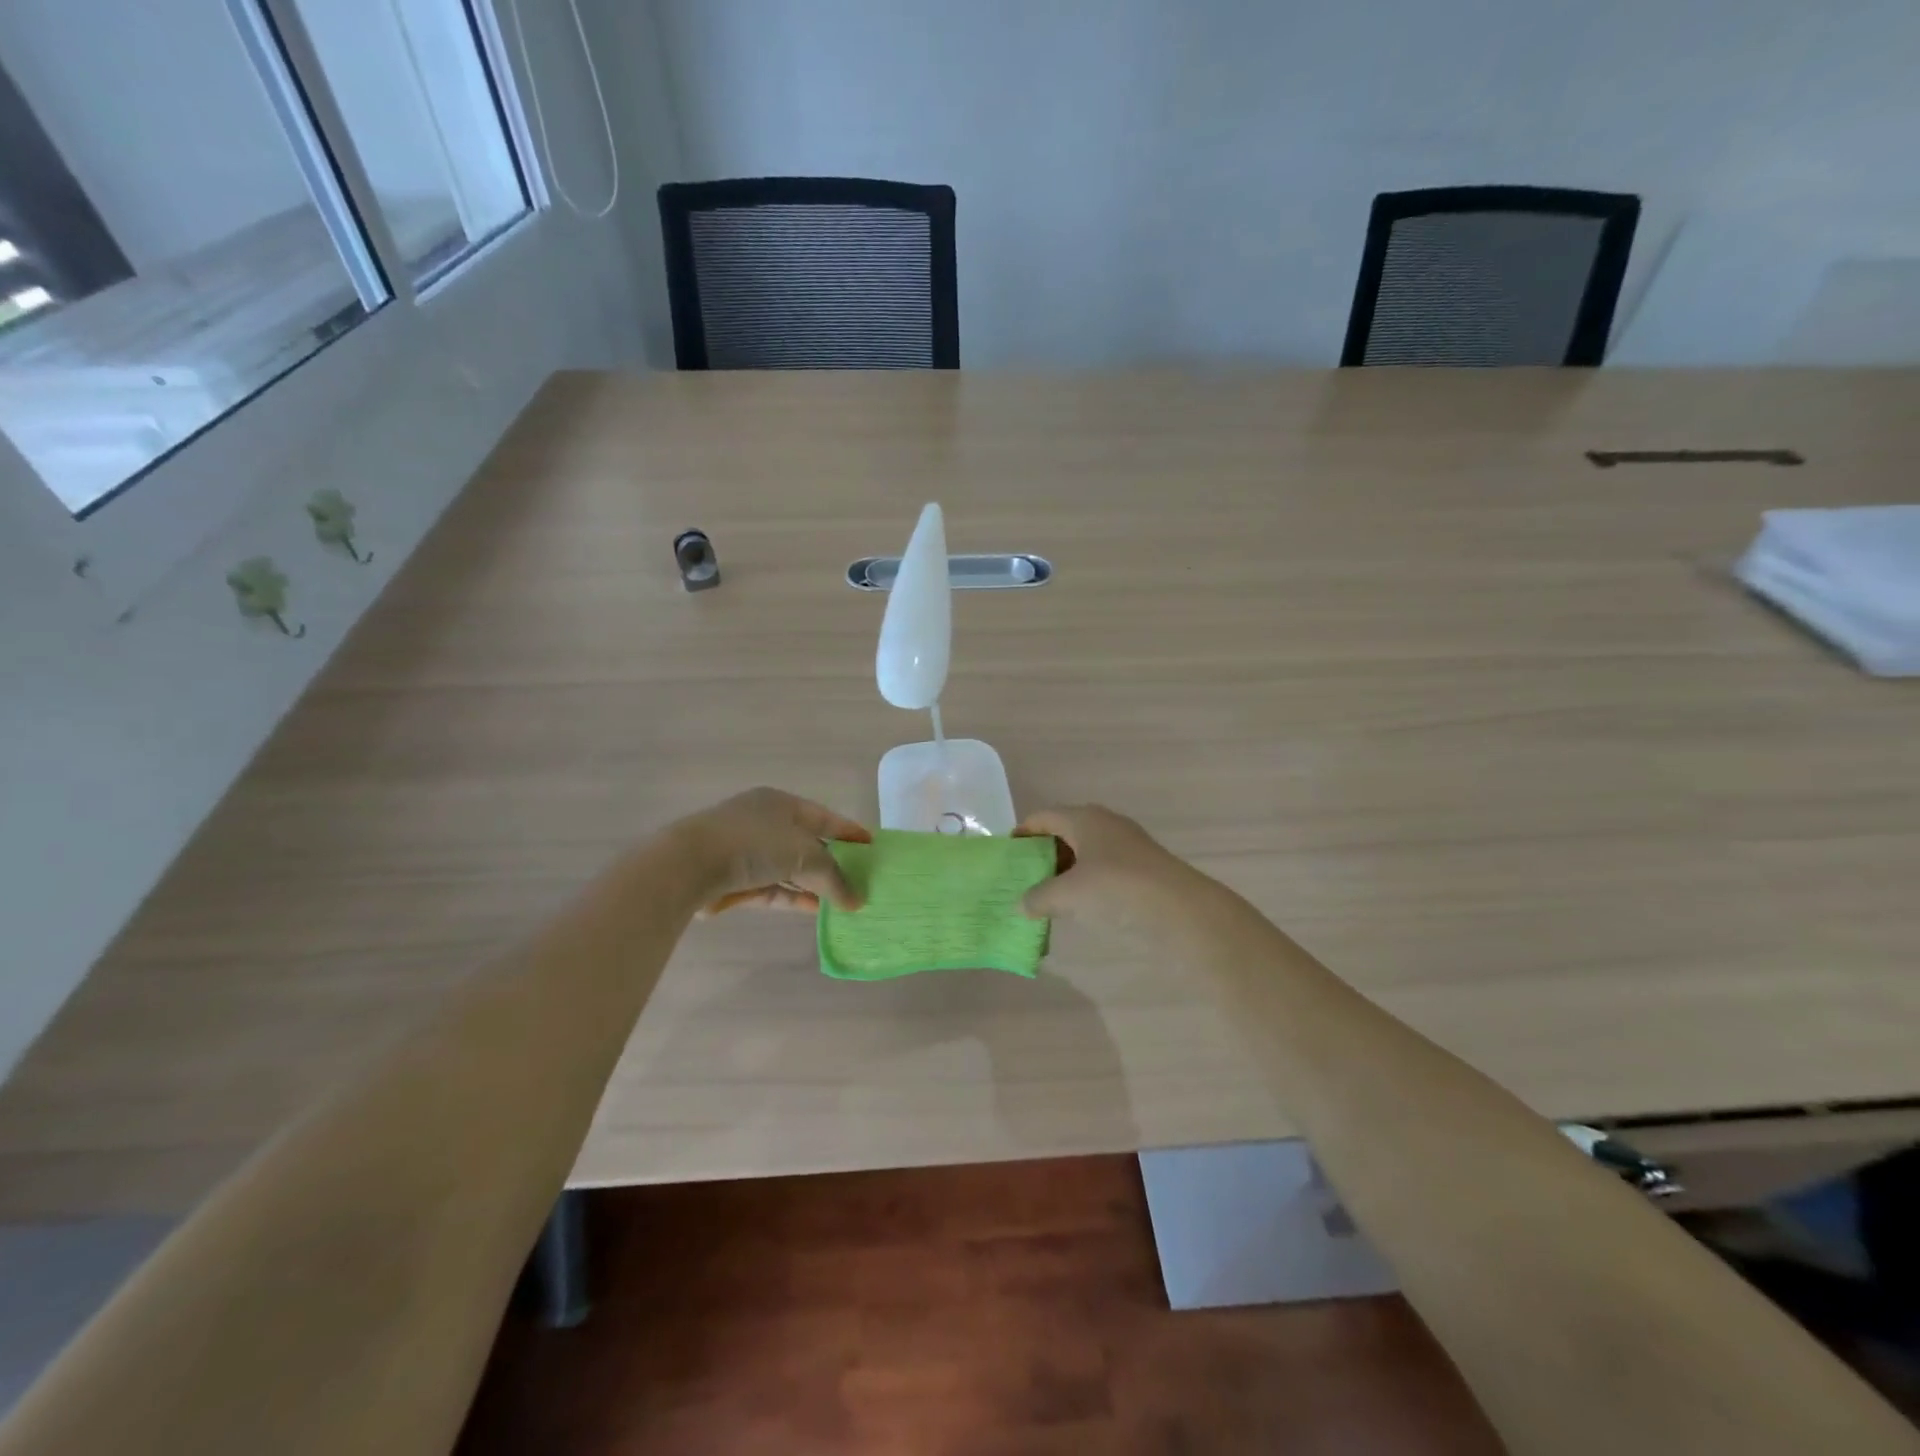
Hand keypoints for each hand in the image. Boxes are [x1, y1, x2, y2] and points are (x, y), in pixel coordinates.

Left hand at [676, 788, 871, 914]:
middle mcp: (764, 822)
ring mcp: (746, 851)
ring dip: (814, 884)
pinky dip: (793, 897)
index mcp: (782, 803)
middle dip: (832, 863)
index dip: (849, 832)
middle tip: (859, 880)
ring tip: (842, 902)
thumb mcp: (806, 856)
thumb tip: (857, 901)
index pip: (824, 817)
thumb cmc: (755, 844)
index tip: (872, 847)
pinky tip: (815, 910)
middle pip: (807, 843)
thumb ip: (835, 879)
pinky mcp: (734, 880)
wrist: (689, 865)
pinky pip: (773, 888)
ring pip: (789, 868)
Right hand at [1015, 805, 1212, 935]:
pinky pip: (1101, 868)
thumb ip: (1039, 897)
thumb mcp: (1068, 895)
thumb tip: (1021, 904)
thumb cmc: (1117, 889)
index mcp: (1083, 818)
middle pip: (1063, 832)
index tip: (1006, 858)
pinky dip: (1084, 882)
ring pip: (1084, 852)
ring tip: (1046, 897)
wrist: (1182, 909)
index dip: (1021, 834)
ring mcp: (1126, 845)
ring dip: (1063, 871)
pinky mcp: (1141, 867)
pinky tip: (1078, 906)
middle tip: (1022, 880)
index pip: (1042, 817)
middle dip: (1041, 855)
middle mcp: (1104, 823)